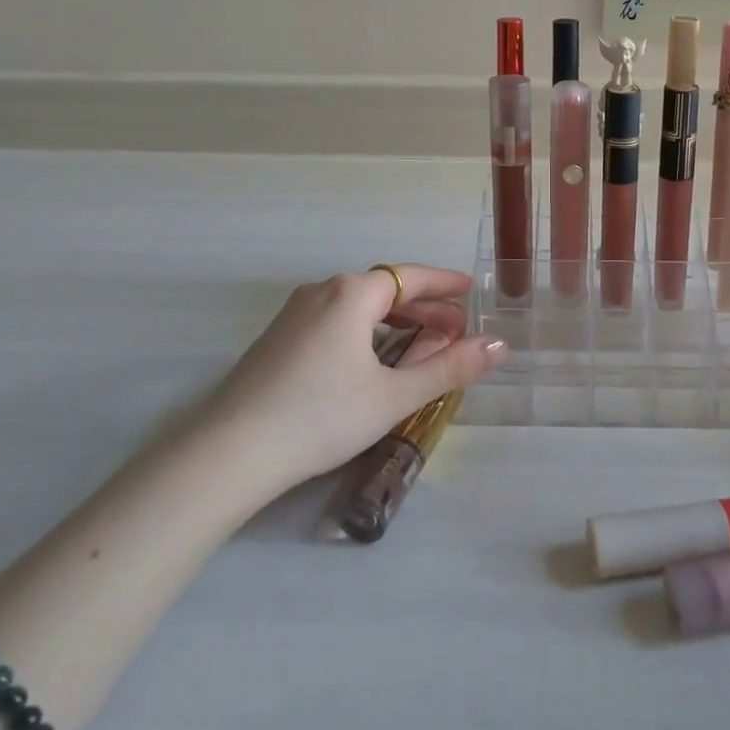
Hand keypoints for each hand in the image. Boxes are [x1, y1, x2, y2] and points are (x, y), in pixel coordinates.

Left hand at [198, 265, 506, 495]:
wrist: (230, 453)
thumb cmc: (321, 416)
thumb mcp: (394, 396)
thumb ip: (450, 368)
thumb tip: (499, 346)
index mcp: (352, 293)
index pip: (411, 277)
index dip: (444, 284)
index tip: (469, 291)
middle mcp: (323, 291)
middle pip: (385, 290)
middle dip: (424, 308)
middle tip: (455, 330)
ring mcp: (295, 314)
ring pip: (358, 307)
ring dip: (395, 321)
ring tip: (421, 346)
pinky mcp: (278, 338)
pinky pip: (335, 320)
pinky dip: (366, 331)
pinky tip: (373, 359)